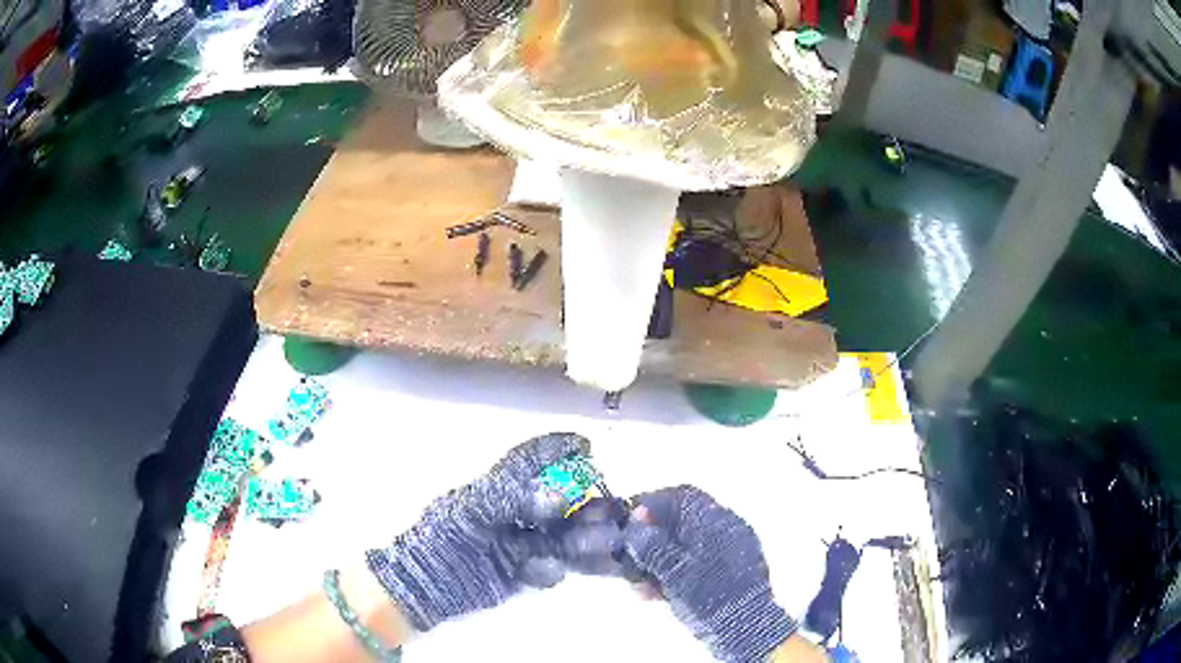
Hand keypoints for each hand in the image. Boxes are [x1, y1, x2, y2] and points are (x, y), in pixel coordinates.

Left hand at [366, 433, 589, 631]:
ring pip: (560, 536)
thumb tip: (558, 497)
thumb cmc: (439, 537)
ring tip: (603, 542)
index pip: (529, 461)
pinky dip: (553, 569)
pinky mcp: (520, 574)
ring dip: (582, 537)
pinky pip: (549, 568)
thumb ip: (511, 498)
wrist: (423, 584)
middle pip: (557, 503)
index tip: (587, 446)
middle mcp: (512, 513)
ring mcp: (518, 544)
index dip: (556, 449)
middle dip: (583, 503)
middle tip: (607, 509)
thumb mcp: (469, 510)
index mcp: (495, 489)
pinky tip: (545, 572)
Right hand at [623, 486, 795, 662]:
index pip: (682, 496)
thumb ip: (651, 545)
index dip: (651, 503)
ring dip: (658, 560)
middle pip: (682, 522)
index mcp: (719, 521)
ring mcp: (731, 553)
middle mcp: (728, 531)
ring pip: (686, 547)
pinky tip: (653, 593)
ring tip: (637, 583)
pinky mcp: (729, 575)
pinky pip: (695, 565)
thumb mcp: (673, 571)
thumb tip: (635, 524)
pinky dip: (673, 574)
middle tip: (630, 554)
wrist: (745, 630)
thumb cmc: (709, 596)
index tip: (628, 518)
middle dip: (652, 538)